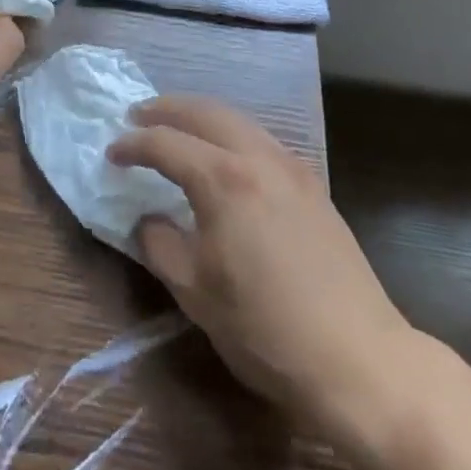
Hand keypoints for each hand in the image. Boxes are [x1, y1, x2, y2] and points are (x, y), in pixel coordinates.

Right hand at [108, 95, 412, 435]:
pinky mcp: (312, 184)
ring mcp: (290, 167)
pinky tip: (224, 155)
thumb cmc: (267, 330)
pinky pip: (260, 138)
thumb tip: (146, 219)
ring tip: (177, 127)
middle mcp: (257, 157)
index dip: (133, 145)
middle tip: (137, 116)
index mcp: (223, 180)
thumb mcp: (196, 293)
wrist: (360, 360)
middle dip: (166, 109)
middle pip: (204, 112)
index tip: (110, 152)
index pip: (165, 143)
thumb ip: (160, 245)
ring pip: (236, 119)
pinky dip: (230, 132)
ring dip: (200, 115)